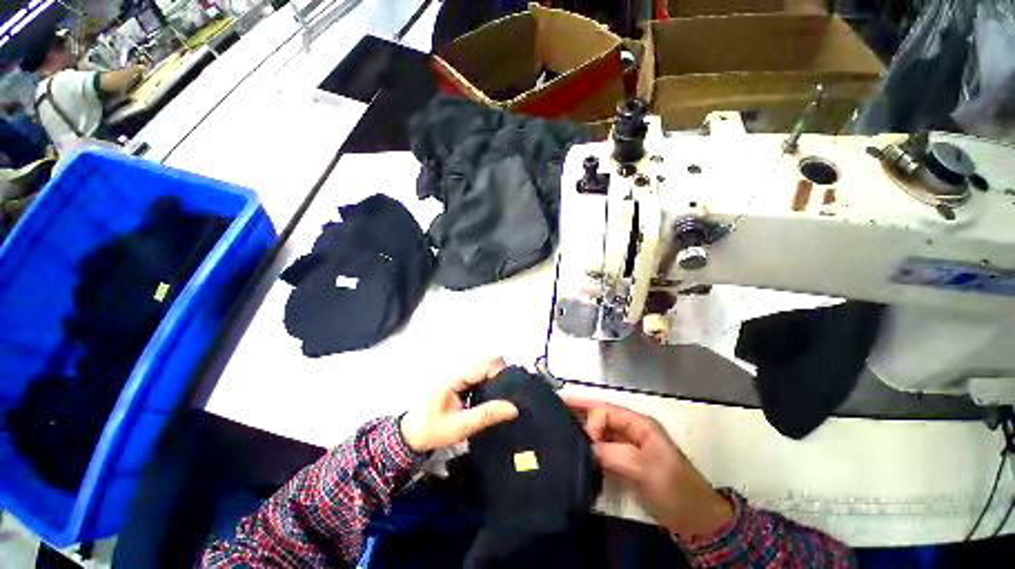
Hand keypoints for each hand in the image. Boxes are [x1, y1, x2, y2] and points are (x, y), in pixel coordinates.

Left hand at [400, 358, 518, 452]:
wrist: (410, 435)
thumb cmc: (432, 430)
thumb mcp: (460, 427)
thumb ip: (486, 416)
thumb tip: (512, 408)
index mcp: (455, 378)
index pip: (483, 363)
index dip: (500, 370)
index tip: (510, 386)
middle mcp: (457, 373)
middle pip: (485, 361)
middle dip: (499, 372)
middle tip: (509, 391)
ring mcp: (457, 377)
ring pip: (482, 367)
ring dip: (494, 376)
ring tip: (503, 394)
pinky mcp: (458, 383)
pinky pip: (477, 376)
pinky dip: (487, 382)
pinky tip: (492, 396)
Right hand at [565, 397, 733, 538]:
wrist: (695, 520)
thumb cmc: (675, 489)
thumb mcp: (646, 469)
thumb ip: (614, 453)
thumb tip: (585, 447)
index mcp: (639, 423)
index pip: (606, 411)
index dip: (591, 420)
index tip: (584, 441)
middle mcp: (631, 430)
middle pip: (600, 416)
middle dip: (579, 412)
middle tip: (554, 410)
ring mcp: (627, 446)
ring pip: (599, 431)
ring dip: (581, 428)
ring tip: (558, 426)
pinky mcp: (624, 462)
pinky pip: (601, 448)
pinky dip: (588, 446)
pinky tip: (574, 448)